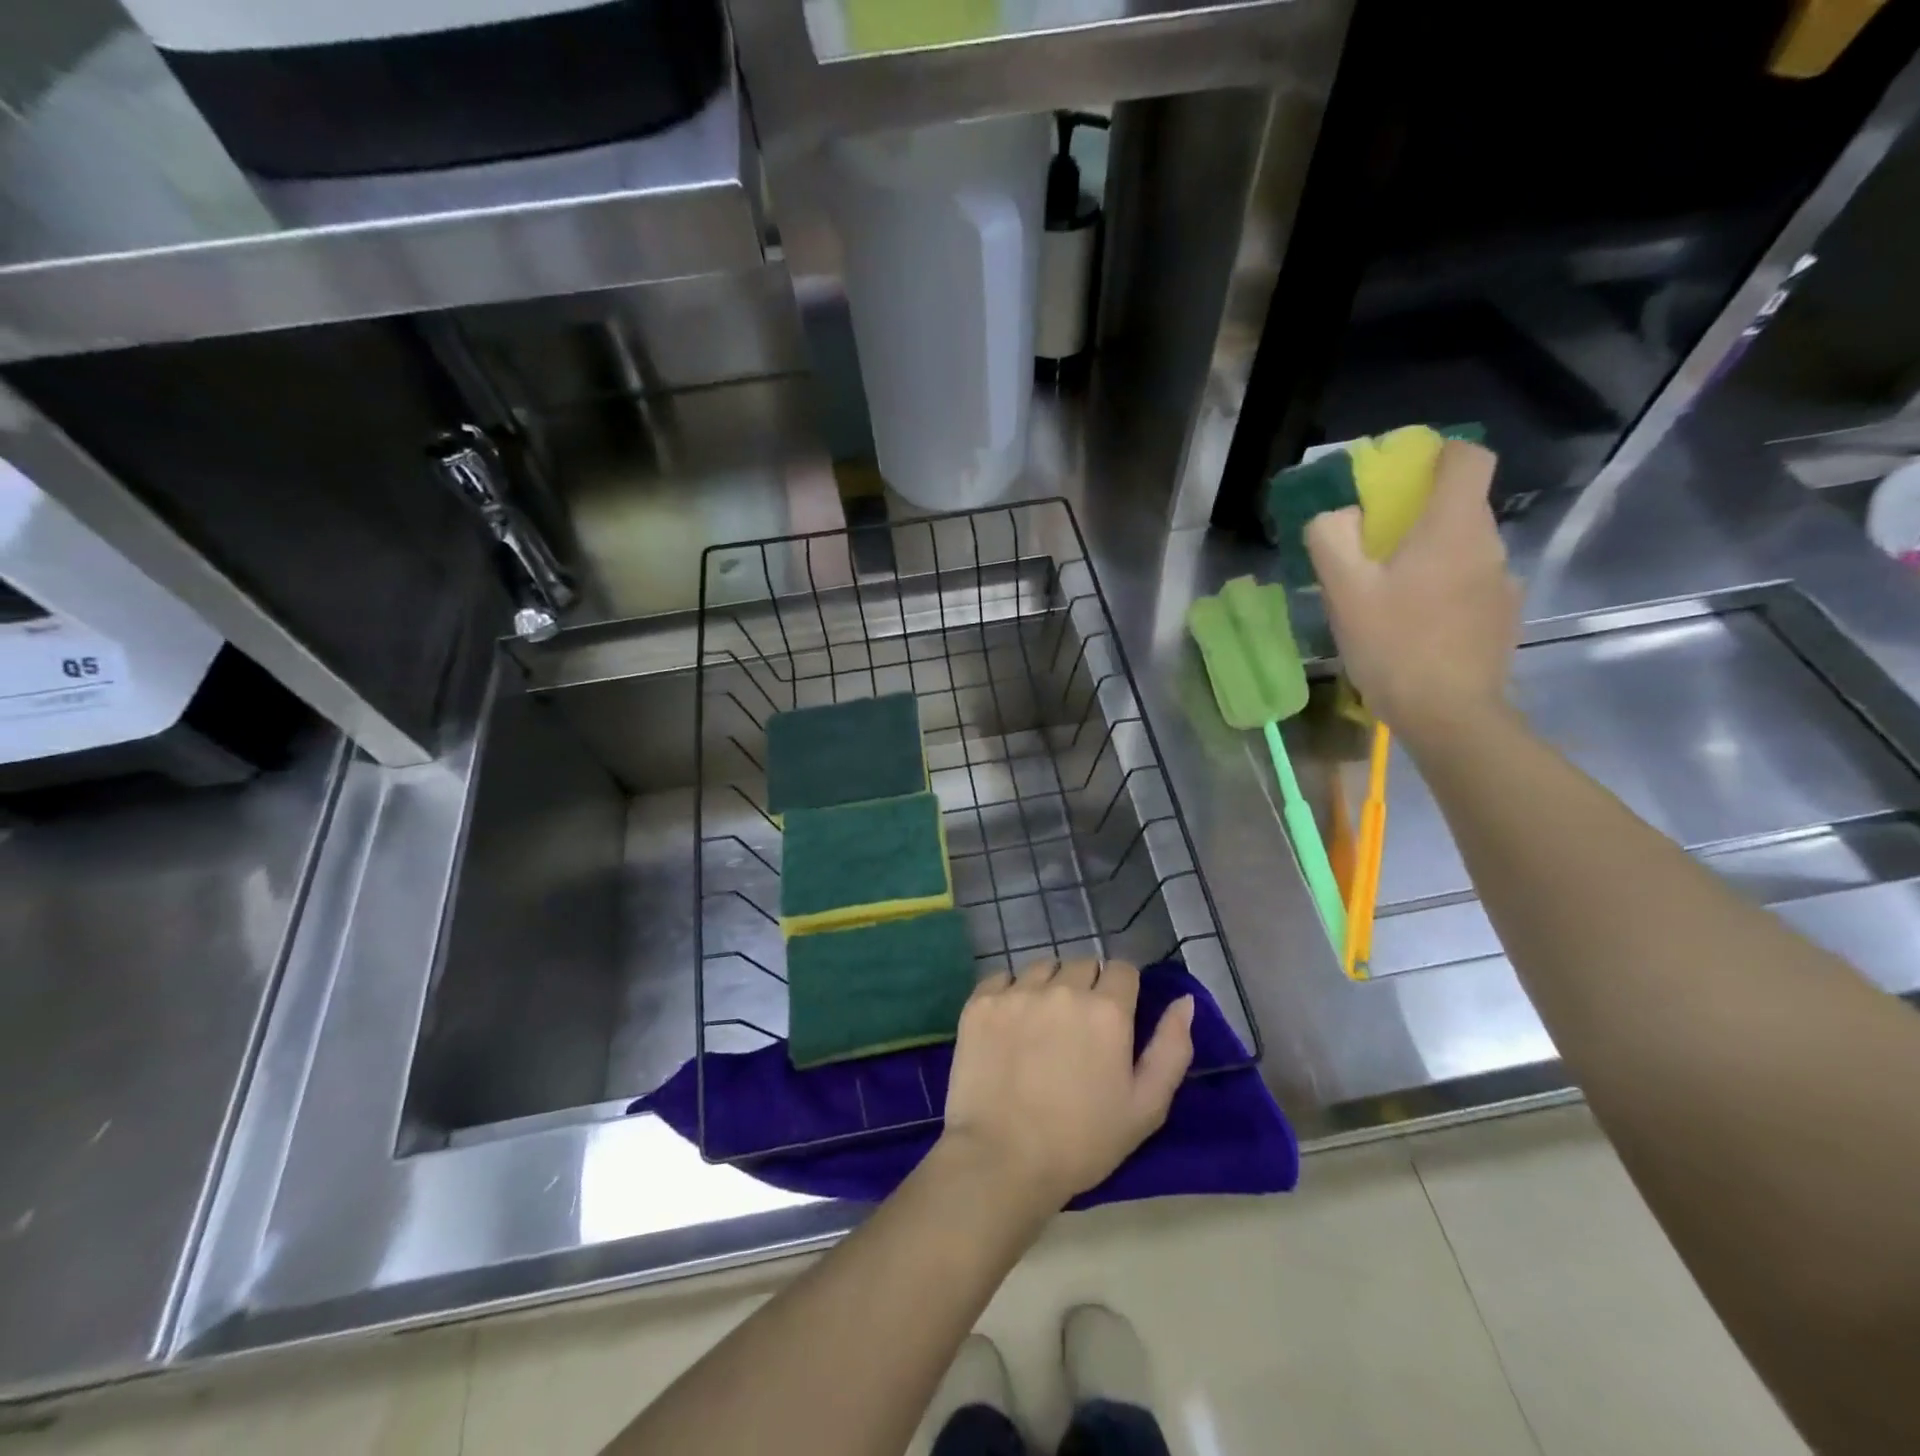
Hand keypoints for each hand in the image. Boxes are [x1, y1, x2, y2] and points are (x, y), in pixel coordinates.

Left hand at [938, 959, 1193, 1216]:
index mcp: (1107, 1010)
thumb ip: (1172, 1049)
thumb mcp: (1146, 1107)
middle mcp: (1062, 989)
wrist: (1002, 1159)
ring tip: (1042, 1025)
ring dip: (1048, 986)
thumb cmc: (1082, 1141)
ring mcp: (1017, 992)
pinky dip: (1009, 993)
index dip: (1122, 990)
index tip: (1115, 1018)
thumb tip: (1184, 1001)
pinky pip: (1002, 978)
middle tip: (1078, 1029)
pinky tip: (1009, 1026)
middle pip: (1082, 965)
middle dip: (1087, 987)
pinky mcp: (980, 1002)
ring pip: (1042, 967)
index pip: (1123, 969)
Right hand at [1305, 440, 1521, 745]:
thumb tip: (1337, 515)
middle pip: (1461, 505)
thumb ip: (1332, 539)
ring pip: (1464, 548)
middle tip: (1374, 549)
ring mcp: (1502, 582)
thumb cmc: (1394, 645)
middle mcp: (1488, 544)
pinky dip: (1445, 589)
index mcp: (1452, 527)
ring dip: (1430, 556)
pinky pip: (1471, 584)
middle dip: (1419, 514)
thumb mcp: (1344, 591)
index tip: (1404, 476)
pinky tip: (1417, 626)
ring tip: (1391, 596)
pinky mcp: (1503, 616)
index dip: (1438, 454)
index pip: (1468, 458)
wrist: (1449, 715)